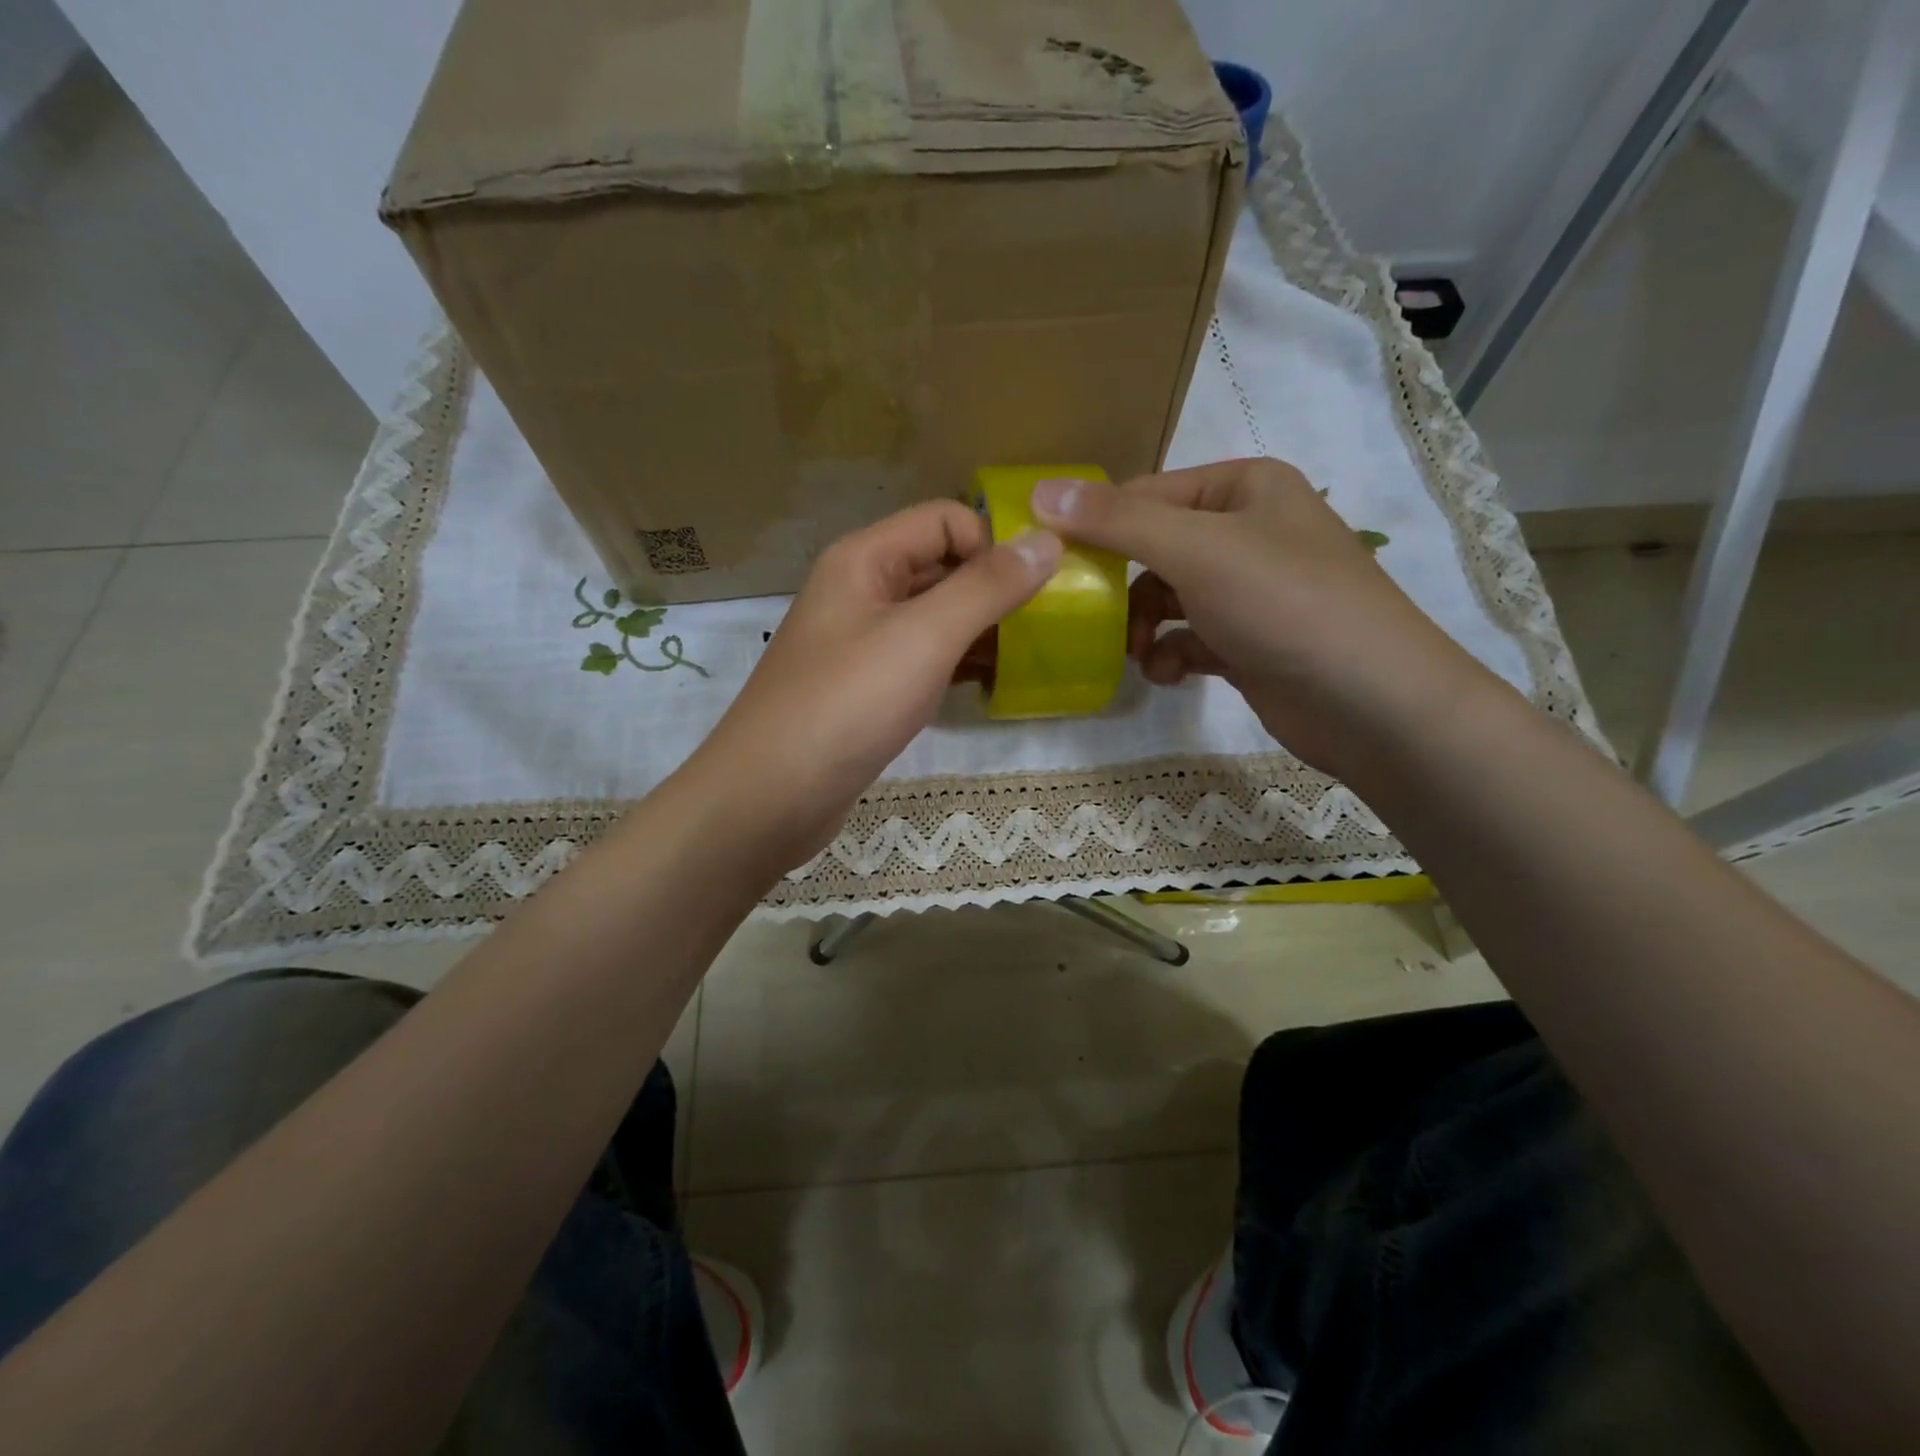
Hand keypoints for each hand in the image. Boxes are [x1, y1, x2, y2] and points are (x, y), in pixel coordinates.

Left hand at [687, 500, 1061, 870]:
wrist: (771, 796)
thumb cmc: (847, 704)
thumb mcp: (924, 637)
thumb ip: (987, 587)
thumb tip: (1048, 541)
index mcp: (864, 559)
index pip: (944, 520)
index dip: (992, 543)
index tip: (1036, 587)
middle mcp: (859, 591)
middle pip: (939, 565)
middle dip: (992, 587)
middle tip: (1046, 623)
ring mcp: (859, 642)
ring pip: (932, 617)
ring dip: (979, 629)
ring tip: (1030, 656)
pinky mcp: (864, 688)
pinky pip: (920, 659)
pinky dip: (955, 665)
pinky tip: (990, 686)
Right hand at [1030, 459, 1493, 781]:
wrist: (1371, 703)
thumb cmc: (1285, 605)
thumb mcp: (1196, 550)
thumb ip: (1117, 521)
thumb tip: (1040, 492)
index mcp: (1245, 488)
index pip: (1146, 494)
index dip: (1097, 527)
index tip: (1054, 566)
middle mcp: (1249, 531)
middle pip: (1154, 549)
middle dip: (1122, 589)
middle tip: (1093, 619)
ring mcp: (1251, 591)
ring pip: (1168, 598)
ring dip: (1144, 628)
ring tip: (1138, 655)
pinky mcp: (1249, 643)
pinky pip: (1190, 638)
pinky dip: (1172, 656)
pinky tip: (1169, 675)